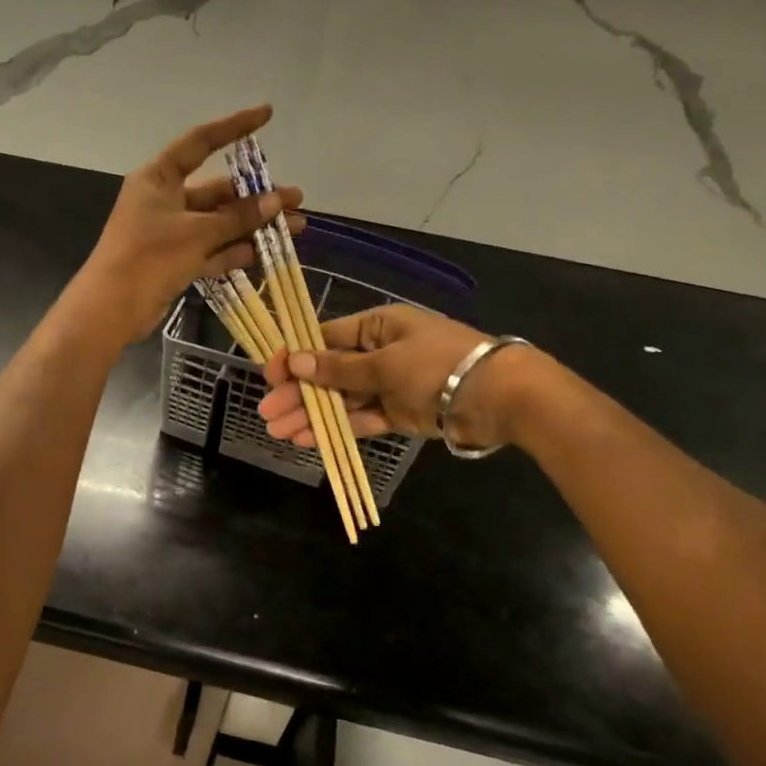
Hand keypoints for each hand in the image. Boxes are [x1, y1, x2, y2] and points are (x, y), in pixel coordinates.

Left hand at [74, 106, 303, 342]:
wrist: (111, 310)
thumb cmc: (148, 257)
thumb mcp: (196, 232)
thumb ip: (238, 217)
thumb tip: (277, 201)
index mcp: (158, 178)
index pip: (200, 143)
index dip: (234, 127)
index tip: (267, 114)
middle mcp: (163, 200)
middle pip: (216, 191)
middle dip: (255, 196)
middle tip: (295, 200)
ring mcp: (169, 234)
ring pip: (218, 224)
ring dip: (252, 226)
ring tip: (295, 228)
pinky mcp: (173, 262)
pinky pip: (210, 250)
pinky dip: (235, 251)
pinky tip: (267, 253)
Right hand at [258, 304, 538, 450]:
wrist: (498, 397)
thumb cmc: (437, 365)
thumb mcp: (384, 363)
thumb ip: (339, 369)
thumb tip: (296, 361)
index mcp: (377, 326)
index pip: (326, 338)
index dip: (296, 356)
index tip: (270, 374)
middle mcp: (380, 352)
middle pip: (329, 372)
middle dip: (298, 392)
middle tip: (267, 412)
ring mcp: (389, 384)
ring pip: (341, 399)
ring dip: (311, 413)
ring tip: (278, 430)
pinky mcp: (399, 413)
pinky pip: (361, 419)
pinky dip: (336, 428)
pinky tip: (308, 438)